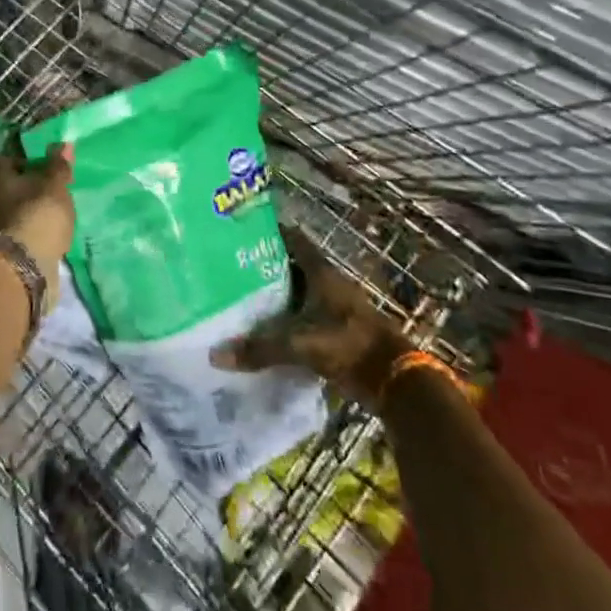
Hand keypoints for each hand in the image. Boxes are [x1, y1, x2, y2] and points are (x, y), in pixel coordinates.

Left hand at [0, 145, 75, 275]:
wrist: (13, 272)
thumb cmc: (34, 216)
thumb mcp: (54, 186)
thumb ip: (58, 165)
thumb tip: (63, 144)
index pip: (10, 157)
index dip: (32, 165)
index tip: (49, 177)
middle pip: (4, 185)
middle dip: (24, 191)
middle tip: (49, 200)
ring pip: (3, 211)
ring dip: (20, 215)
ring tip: (46, 223)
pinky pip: (5, 233)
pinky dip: (18, 235)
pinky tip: (36, 242)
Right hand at [210, 234, 412, 405]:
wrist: (395, 380)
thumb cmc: (349, 345)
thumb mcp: (301, 344)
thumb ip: (261, 348)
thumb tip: (216, 354)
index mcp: (321, 272)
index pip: (292, 239)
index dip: (269, 231)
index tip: (241, 230)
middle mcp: (327, 283)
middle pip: (291, 266)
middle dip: (263, 265)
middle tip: (229, 266)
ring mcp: (333, 307)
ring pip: (297, 293)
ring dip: (274, 295)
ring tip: (239, 297)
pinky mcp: (336, 332)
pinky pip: (303, 319)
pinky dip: (285, 321)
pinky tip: (263, 330)